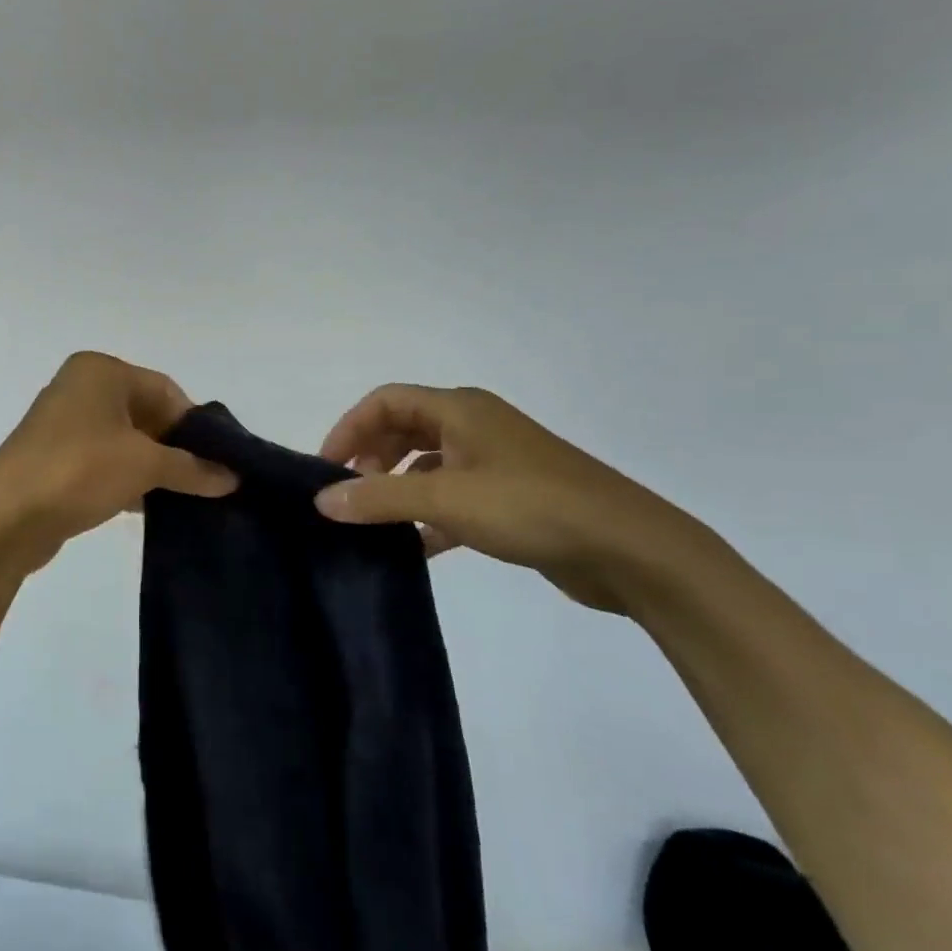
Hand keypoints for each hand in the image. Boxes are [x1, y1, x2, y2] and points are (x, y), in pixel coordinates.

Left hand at [0, 352, 236, 573]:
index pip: (165, 390)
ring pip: (124, 440)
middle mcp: (80, 387)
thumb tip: (232, 477)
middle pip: (145, 413)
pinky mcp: (53, 457)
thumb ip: (192, 468)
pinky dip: (126, 478)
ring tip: (181, 497)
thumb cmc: (79, 470)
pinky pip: (102, 461)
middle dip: (174, 447)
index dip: (194, 425)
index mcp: (100, 370)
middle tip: (202, 481)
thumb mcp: (145, 464)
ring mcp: (63, 423)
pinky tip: (145, 507)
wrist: (5, 517)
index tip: (216, 461)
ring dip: (151, 466)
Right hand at [313, 385, 715, 613]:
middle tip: (350, 498)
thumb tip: (322, 500)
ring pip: (428, 465)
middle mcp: (475, 426)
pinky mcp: (511, 499)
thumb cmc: (531, 506)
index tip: (326, 469)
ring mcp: (495, 462)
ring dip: (398, 490)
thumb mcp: (446, 499)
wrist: (629, 548)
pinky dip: (430, 516)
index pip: (386, 402)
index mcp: (460, 408)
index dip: (350, 428)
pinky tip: (417, 548)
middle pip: (404, 430)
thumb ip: (379, 497)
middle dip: (372, 459)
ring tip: (375, 524)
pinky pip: (453, 498)